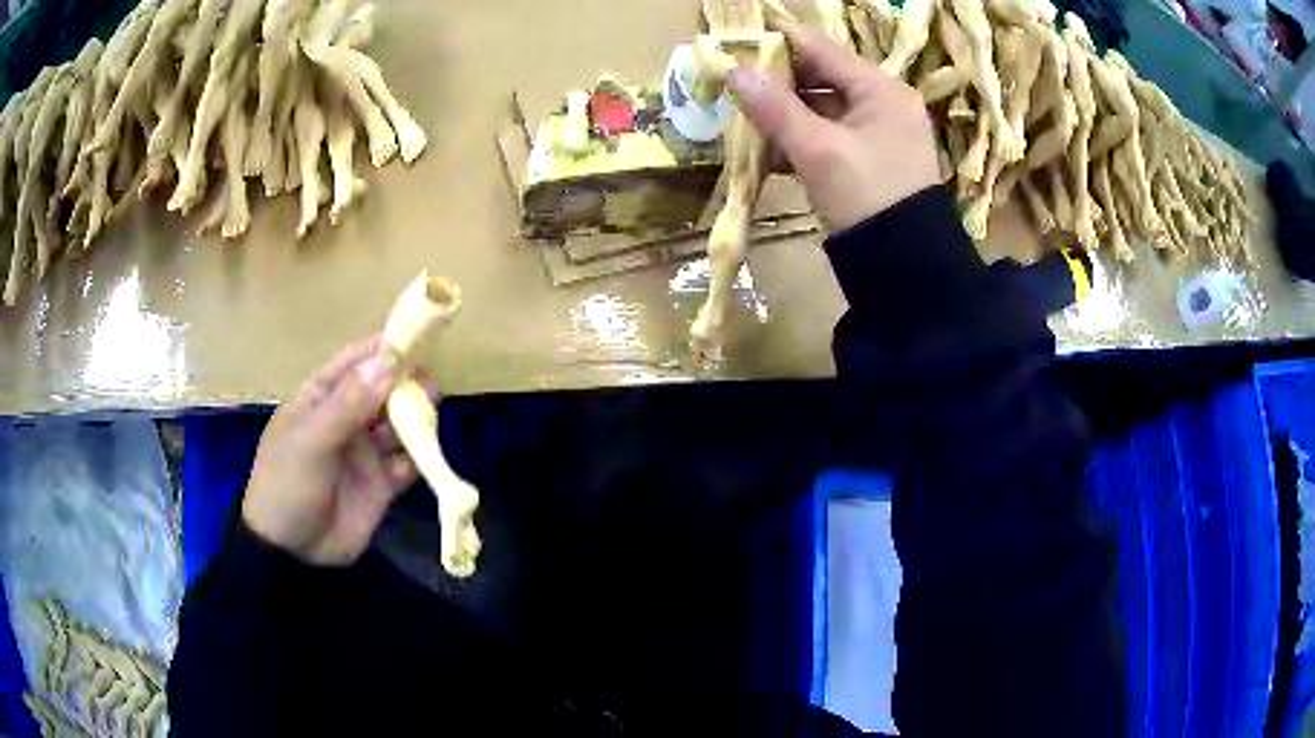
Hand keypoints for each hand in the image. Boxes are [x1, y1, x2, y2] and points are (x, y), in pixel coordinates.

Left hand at [243, 336, 419, 565]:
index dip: (381, 350)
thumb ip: (349, 403)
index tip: (414, 340)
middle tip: (429, 386)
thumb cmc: (287, 483)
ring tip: (430, 418)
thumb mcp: (311, 439)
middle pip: (382, 392)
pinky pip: (406, 465)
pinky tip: (424, 458)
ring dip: (415, 420)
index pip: (354, 364)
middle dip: (405, 385)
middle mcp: (345, 421)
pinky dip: (419, 459)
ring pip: (398, 426)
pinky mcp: (381, 486)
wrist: (289, 551)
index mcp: (320, 400)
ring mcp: (364, 454)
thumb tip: (389, 360)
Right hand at [726, 27, 939, 232]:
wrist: (904, 267)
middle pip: (821, 77)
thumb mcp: (818, 151)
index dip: (777, 43)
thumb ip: (775, 108)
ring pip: (822, 108)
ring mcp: (878, 132)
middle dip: (777, 83)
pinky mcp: (870, 159)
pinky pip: (829, 135)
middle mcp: (883, 102)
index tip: (735, 43)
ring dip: (784, 114)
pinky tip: (769, 152)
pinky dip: (800, 140)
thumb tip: (733, 71)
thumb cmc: (866, 197)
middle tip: (734, 86)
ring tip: (743, 119)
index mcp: (881, 89)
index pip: (821, 48)